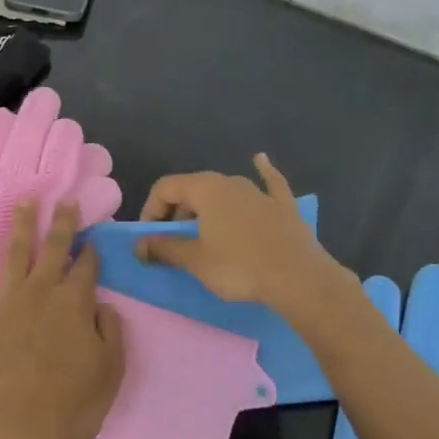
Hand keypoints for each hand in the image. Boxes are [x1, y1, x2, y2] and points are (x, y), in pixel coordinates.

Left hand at [0, 200, 124, 438]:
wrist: (19, 431)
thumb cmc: (71, 407)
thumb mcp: (110, 371)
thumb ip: (110, 331)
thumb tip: (103, 304)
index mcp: (76, 303)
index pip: (86, 267)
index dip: (91, 251)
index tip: (92, 238)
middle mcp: (42, 291)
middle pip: (53, 248)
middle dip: (60, 222)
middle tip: (62, 199)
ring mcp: (5, 301)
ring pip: (14, 252)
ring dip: (20, 224)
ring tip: (23, 201)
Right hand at [135, 154, 353, 316]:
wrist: (299, 279)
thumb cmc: (240, 267)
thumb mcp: (195, 261)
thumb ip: (164, 248)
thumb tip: (138, 245)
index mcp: (206, 189)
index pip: (165, 187)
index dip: (151, 210)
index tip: (149, 238)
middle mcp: (231, 181)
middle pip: (193, 189)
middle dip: (176, 212)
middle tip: (174, 242)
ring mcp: (260, 192)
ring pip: (225, 191)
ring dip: (208, 206)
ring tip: (202, 230)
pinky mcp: (284, 206)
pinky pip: (268, 184)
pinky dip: (262, 173)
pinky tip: (261, 160)